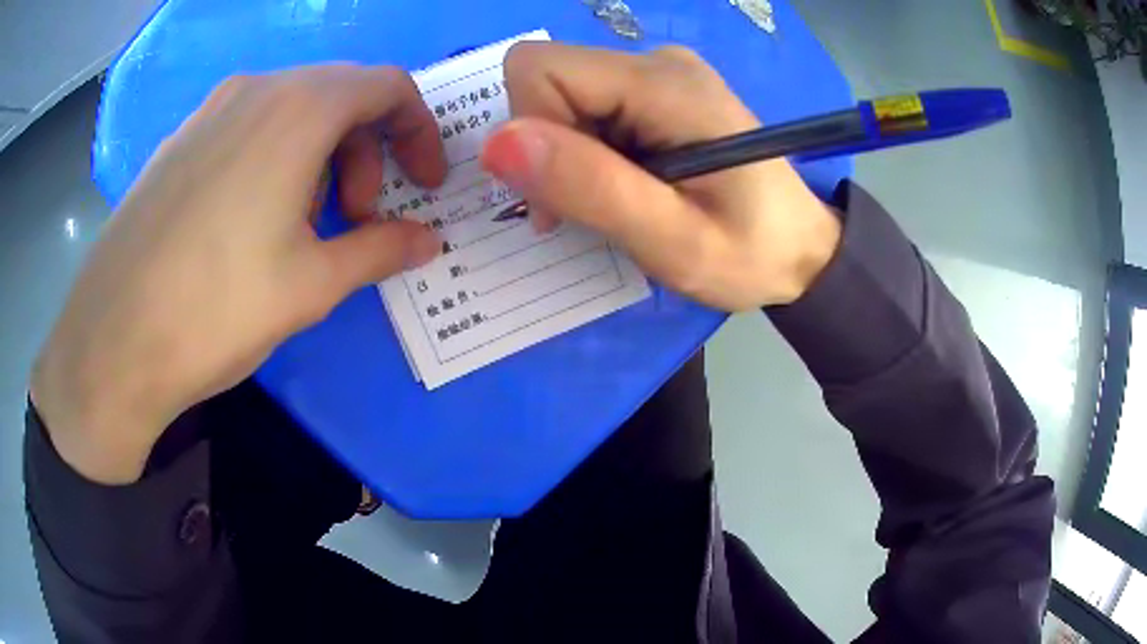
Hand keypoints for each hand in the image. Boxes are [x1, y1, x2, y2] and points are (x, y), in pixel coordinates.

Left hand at [32, 65, 445, 483]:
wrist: (113, 339)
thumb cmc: (216, 307)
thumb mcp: (312, 284)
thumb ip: (381, 250)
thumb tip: (428, 241)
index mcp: (299, 108)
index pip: (388, 86)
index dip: (419, 131)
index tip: (422, 184)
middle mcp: (256, 89)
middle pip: (341, 95)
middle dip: (367, 152)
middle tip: (357, 219)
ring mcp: (210, 111)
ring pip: (292, 109)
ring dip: (320, 157)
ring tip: (301, 226)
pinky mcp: (179, 140)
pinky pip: (247, 127)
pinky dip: (274, 158)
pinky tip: (251, 219)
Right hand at [481, 43, 840, 310]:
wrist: (803, 249)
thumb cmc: (750, 253)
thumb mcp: (671, 238)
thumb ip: (589, 186)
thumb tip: (497, 143)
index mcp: (663, 84)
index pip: (540, 68)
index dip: (530, 129)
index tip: (562, 194)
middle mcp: (657, 61)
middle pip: (549, 78)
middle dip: (549, 147)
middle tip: (590, 208)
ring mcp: (661, 72)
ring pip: (564, 94)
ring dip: (569, 154)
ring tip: (616, 202)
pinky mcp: (660, 91)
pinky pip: (591, 105)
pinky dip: (589, 149)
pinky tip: (625, 183)